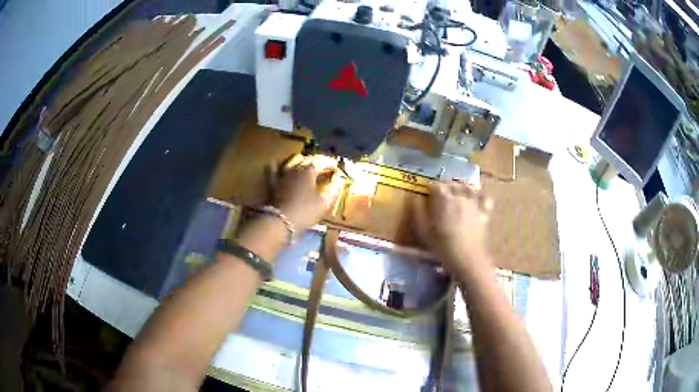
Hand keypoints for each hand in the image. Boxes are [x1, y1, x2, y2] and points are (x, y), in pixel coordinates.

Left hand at [272, 154, 339, 232]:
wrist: (281, 221)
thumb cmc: (305, 211)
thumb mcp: (323, 203)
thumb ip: (332, 191)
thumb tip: (339, 181)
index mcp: (309, 172)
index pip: (320, 163)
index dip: (328, 164)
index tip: (334, 168)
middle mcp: (295, 170)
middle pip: (306, 161)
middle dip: (315, 162)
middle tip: (322, 166)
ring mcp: (283, 176)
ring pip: (291, 163)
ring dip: (299, 161)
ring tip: (304, 162)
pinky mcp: (273, 184)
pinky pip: (272, 172)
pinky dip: (274, 166)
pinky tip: (273, 162)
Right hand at [414, 181, 492, 273]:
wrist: (467, 259)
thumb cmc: (442, 247)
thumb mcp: (423, 231)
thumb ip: (418, 212)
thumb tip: (414, 198)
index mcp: (443, 198)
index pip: (435, 185)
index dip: (430, 189)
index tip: (427, 196)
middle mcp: (460, 195)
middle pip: (452, 183)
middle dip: (445, 187)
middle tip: (440, 197)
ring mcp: (475, 202)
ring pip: (468, 187)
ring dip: (462, 188)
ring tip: (457, 195)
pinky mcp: (485, 212)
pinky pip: (484, 197)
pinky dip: (480, 196)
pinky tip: (476, 201)